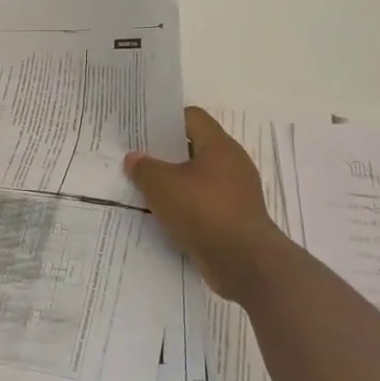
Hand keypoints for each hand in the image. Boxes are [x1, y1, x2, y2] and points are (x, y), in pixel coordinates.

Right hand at [124, 107, 284, 301]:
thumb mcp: (161, 185)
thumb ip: (144, 168)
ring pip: (198, 177)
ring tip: (144, 189)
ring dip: (174, 182)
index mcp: (219, 146)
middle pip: (194, 147)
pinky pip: (204, 203)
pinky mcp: (234, 218)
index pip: (192, 117)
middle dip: (165, 153)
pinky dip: (185, 206)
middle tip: (137, 159)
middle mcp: (232, 164)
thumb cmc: (204, 211)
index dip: (165, 120)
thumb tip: (134, 158)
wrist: (245, 263)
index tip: (141, 130)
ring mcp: (236, 193)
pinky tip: (163, 215)